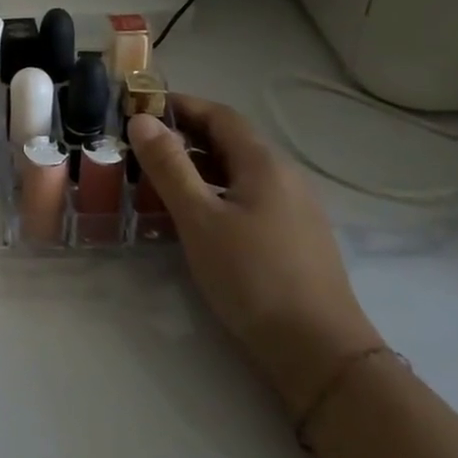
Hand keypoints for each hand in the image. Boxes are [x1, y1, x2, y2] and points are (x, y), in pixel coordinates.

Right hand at [126, 97, 382, 414]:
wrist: (319, 352)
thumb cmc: (252, 276)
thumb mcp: (199, 218)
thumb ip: (169, 166)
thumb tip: (142, 119)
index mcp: (265, 164)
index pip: (220, 115)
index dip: (180, 105)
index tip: (139, 106)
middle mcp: (284, 177)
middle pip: (230, 141)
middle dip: (184, 135)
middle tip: (138, 144)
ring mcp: (293, 209)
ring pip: (237, 171)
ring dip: (196, 165)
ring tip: (155, 178)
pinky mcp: (292, 238)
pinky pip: (246, 197)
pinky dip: (213, 191)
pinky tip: (191, 215)